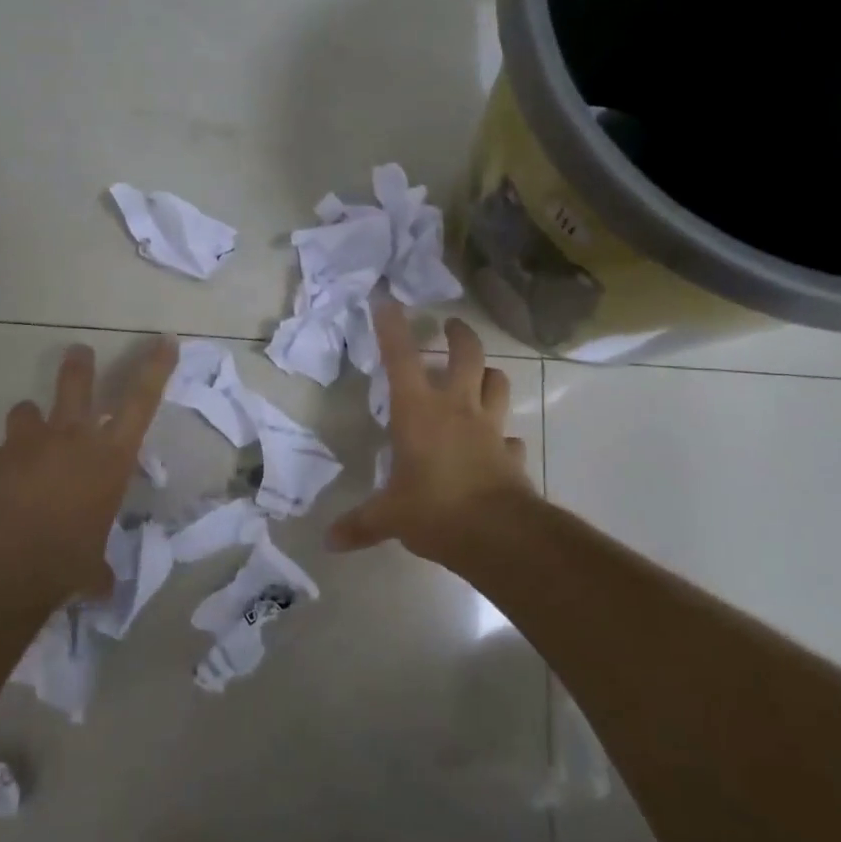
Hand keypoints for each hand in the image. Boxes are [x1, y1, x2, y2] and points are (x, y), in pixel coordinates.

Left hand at [0, 335, 178, 603]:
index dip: (156, 367)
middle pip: (77, 383)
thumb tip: (101, 586)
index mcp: (108, 458)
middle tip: (79, 352)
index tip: (165, 340)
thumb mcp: (91, 568)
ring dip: (29, 421)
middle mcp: (69, 439)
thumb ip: (97, 568)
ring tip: (27, 438)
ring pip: (26, 411)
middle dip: (79, 365)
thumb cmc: (63, 562)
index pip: (142, 401)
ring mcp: (24, 445)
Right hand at [330, 304, 533, 561]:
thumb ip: (360, 524)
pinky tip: (498, 446)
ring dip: (489, 375)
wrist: (497, 533)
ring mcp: (489, 428)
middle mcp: (457, 409)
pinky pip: (510, 437)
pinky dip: (504, 437)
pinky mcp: (511, 453)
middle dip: (459, 334)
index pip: (401, 358)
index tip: (386, 300)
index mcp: (419, 411)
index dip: (392, 327)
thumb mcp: (389, 517)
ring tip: (481, 375)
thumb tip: (328, 541)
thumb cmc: (434, 510)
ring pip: (497, 384)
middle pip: (466, 355)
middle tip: (452, 325)